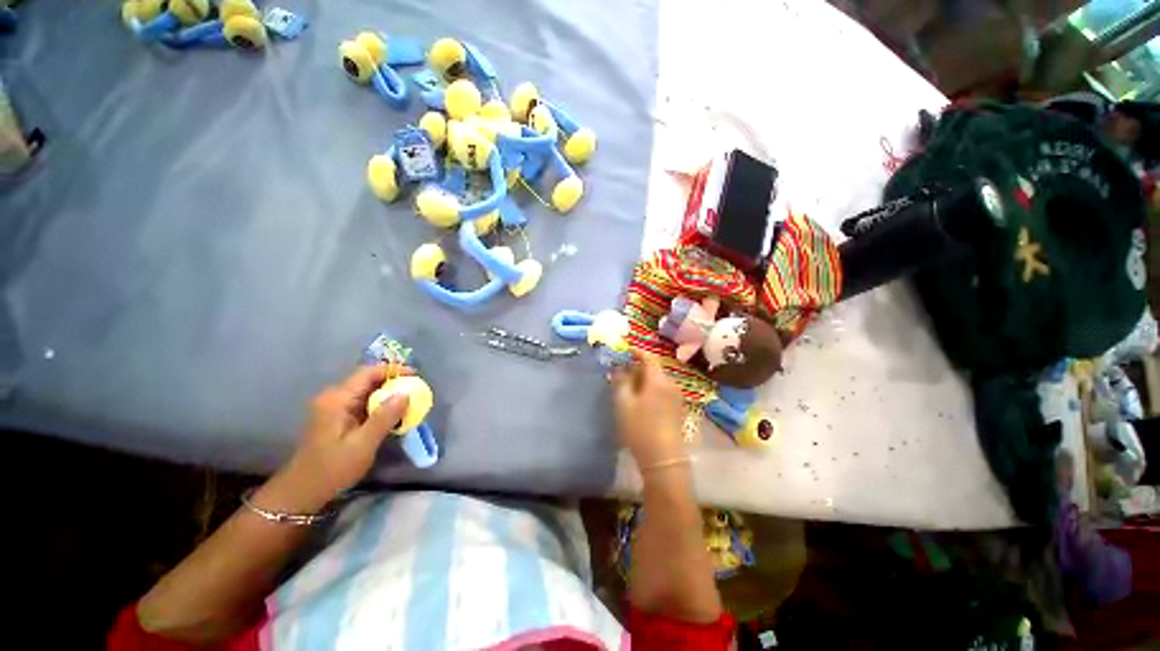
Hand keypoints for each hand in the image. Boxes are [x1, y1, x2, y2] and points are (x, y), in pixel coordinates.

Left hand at [265, 365, 411, 512]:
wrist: (302, 492)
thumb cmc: (333, 469)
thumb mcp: (363, 444)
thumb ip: (384, 417)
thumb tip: (405, 394)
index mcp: (337, 399)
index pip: (368, 372)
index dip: (393, 370)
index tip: (416, 376)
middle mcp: (333, 398)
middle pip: (367, 380)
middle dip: (393, 382)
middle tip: (416, 390)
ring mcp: (333, 408)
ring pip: (366, 391)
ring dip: (387, 394)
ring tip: (409, 402)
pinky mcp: (336, 418)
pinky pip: (362, 403)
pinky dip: (379, 405)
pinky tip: (392, 415)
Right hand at [611, 354, 687, 467]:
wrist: (664, 459)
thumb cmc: (640, 428)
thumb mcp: (623, 403)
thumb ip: (620, 382)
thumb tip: (619, 368)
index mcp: (658, 380)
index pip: (648, 357)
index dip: (636, 351)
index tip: (625, 350)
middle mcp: (671, 384)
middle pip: (654, 368)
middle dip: (638, 366)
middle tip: (622, 370)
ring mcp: (676, 396)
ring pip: (658, 379)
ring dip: (644, 378)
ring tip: (629, 385)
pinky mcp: (677, 408)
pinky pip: (663, 389)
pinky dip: (651, 387)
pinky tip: (642, 398)